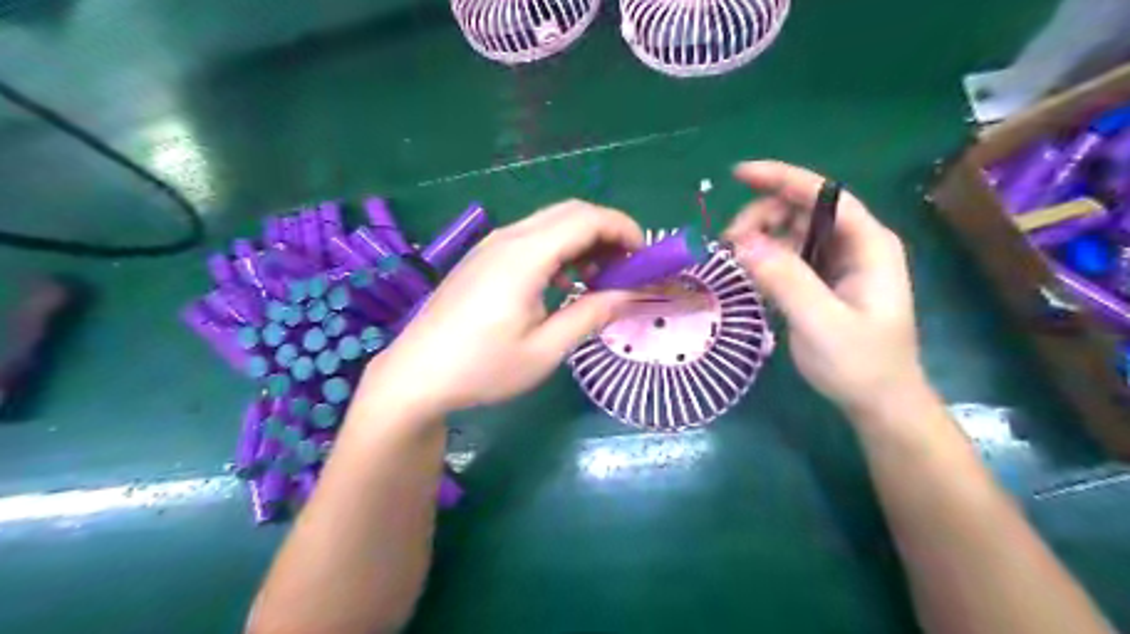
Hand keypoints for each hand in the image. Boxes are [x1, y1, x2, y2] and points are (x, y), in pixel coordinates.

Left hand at [357, 201, 639, 418]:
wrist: (416, 375)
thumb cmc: (482, 368)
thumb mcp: (545, 350)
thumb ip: (591, 315)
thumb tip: (631, 295)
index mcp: (526, 256)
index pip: (587, 219)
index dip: (624, 230)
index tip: (645, 259)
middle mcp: (509, 238)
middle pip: (571, 212)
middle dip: (608, 233)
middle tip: (627, 270)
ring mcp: (492, 245)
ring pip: (551, 223)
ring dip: (584, 241)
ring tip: (599, 279)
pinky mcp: (483, 257)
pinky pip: (532, 237)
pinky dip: (560, 249)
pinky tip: (563, 283)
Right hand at [722, 160, 925, 417]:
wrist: (879, 403)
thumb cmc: (859, 364)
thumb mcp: (820, 322)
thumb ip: (785, 279)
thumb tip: (742, 242)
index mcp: (868, 245)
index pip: (824, 195)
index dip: (782, 178)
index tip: (739, 174)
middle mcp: (855, 245)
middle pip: (804, 209)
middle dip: (764, 215)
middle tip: (729, 243)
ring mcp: (839, 263)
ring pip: (793, 231)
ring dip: (761, 236)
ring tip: (735, 258)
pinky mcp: (824, 281)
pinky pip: (790, 255)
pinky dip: (766, 256)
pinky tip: (750, 271)